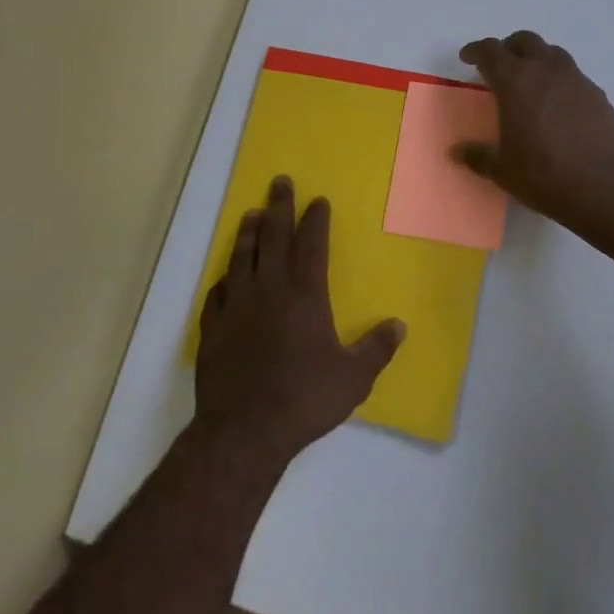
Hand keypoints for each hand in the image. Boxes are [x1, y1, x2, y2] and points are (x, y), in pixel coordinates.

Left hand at [195, 177, 405, 467]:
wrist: (244, 431)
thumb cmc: (304, 399)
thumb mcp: (353, 378)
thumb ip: (376, 349)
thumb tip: (400, 326)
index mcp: (305, 293)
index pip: (311, 244)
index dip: (315, 220)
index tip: (317, 200)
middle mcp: (269, 289)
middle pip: (273, 236)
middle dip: (279, 206)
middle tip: (279, 182)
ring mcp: (237, 305)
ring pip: (242, 257)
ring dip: (249, 233)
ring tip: (252, 214)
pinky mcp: (214, 327)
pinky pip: (218, 292)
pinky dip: (224, 278)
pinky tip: (226, 276)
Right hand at [454, 31, 613, 250]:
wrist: (609, 188)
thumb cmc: (545, 176)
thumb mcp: (503, 171)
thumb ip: (478, 156)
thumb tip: (457, 152)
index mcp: (516, 81)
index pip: (491, 51)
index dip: (476, 50)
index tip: (468, 57)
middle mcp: (547, 71)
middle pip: (525, 41)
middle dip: (509, 48)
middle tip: (500, 66)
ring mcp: (578, 81)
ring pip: (553, 54)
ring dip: (538, 60)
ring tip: (530, 83)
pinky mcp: (600, 96)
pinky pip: (575, 78)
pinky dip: (560, 82)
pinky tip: (559, 108)